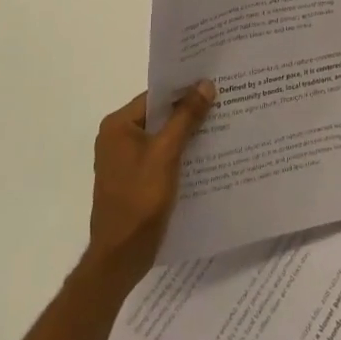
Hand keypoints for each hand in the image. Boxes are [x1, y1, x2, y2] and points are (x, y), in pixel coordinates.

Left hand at [85, 83, 216, 288]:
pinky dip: (179, 153)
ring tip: (221, 125)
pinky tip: (205, 155)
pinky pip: (159, 156)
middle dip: (188, 111)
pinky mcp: (133, 179)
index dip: (184, 89)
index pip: (155, 95)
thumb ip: (185, 117)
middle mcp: (117, 138)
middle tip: (223, 102)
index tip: (213, 83)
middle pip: (158, 115)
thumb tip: (204, 84)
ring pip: (161, 136)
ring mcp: (124, 160)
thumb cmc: (140, 200)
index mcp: (118, 126)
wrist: (121, 256)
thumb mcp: (166, 154)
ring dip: (186, 133)